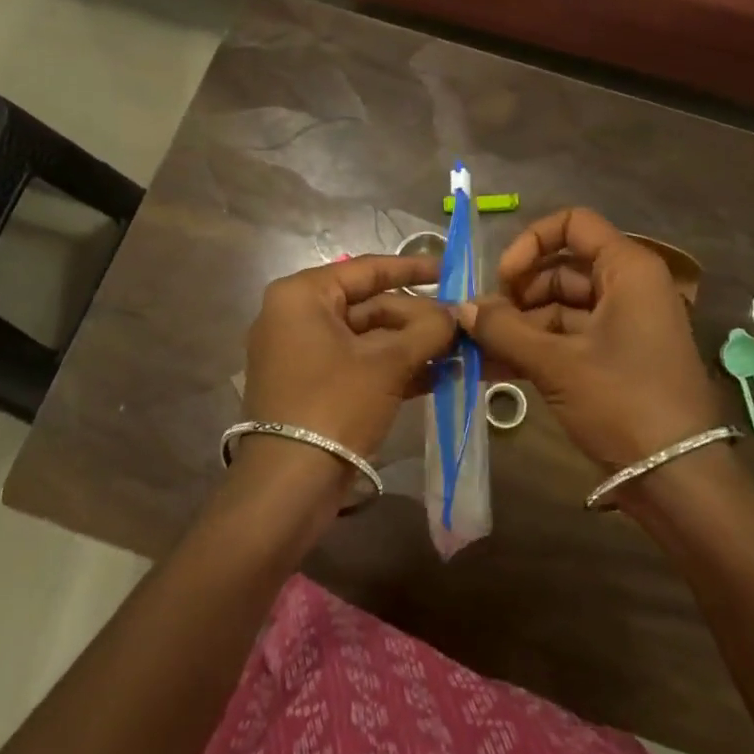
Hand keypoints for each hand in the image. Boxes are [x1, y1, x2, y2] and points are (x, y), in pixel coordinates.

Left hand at [242, 254, 455, 460]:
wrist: (290, 484)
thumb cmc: (335, 404)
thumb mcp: (387, 363)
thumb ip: (428, 330)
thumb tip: (459, 313)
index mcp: (303, 296)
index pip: (367, 269)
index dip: (414, 269)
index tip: (452, 270)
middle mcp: (297, 316)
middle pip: (370, 306)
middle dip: (419, 318)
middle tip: (463, 325)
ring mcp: (304, 353)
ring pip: (369, 338)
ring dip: (413, 346)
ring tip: (461, 350)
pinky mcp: (314, 386)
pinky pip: (360, 364)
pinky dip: (395, 368)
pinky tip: (440, 375)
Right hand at [456, 208, 721, 469]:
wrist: (678, 477)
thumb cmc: (623, 402)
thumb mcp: (558, 364)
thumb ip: (505, 330)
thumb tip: (461, 308)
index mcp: (627, 269)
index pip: (573, 224)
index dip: (532, 243)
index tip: (504, 279)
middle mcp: (629, 287)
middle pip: (562, 268)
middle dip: (518, 293)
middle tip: (483, 323)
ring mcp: (625, 324)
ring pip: (562, 307)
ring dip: (520, 326)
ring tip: (479, 352)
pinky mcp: (617, 357)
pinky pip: (570, 338)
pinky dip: (537, 348)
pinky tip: (497, 369)